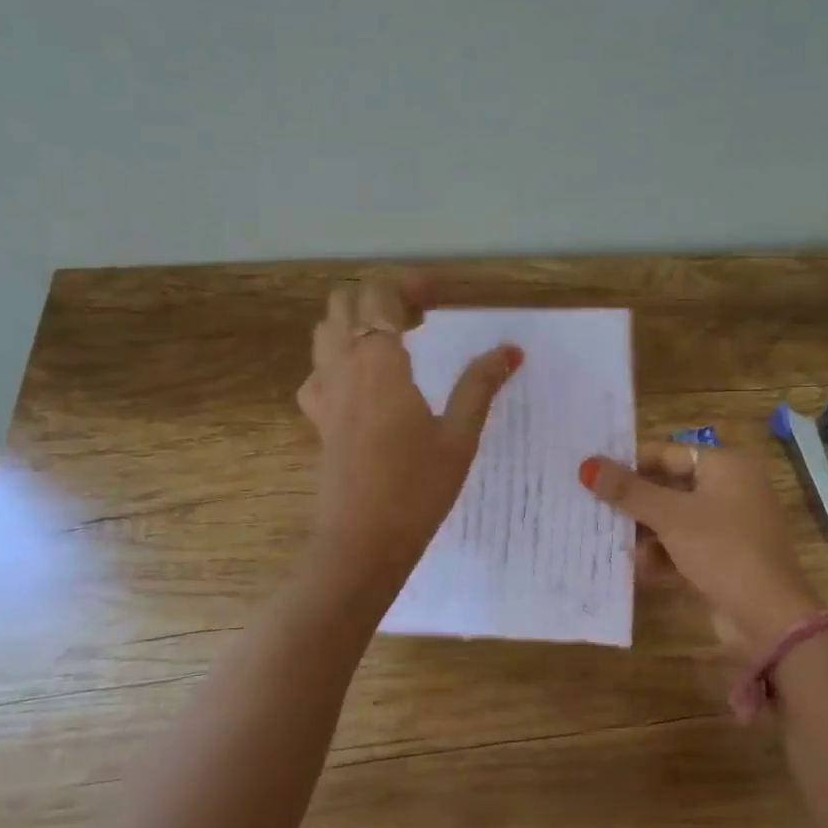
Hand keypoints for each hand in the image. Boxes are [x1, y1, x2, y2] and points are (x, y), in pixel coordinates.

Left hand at [297, 276, 520, 582]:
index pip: (380, 296)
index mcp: (379, 364)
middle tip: (421, 317)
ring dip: (357, 322)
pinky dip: (339, 357)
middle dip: (381, 297)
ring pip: (326, 332)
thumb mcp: (458, 438)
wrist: (362, 543)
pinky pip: (319, 369)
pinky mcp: (319, 419)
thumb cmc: (416, 491)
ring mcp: (324, 393)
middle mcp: (343, 367)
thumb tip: (509, 351)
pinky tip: (365, 382)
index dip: (408, 285)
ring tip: (397, 343)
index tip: (440, 294)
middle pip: (345, 303)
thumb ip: (479, 387)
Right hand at [582, 444, 823, 653]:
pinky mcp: (725, 558)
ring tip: (610, 542)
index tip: (592, 476)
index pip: (666, 453)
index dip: (629, 463)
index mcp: (725, 466)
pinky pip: (685, 547)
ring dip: (644, 533)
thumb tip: (586, 465)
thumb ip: (628, 491)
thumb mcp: (670, 517)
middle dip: (634, 503)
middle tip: (592, 510)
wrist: (770, 616)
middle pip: (669, 487)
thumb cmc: (722, 549)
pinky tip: (640, 570)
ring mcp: (729, 526)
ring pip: (674, 520)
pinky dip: (663, 556)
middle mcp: (730, 489)